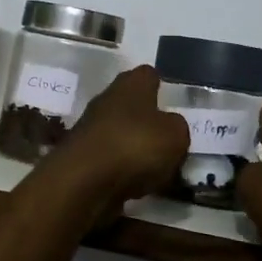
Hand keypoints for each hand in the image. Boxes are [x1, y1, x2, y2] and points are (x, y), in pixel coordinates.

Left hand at [40, 66, 189, 217]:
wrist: (84, 181)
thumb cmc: (135, 145)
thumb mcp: (176, 135)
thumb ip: (178, 127)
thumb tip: (171, 127)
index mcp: (131, 84)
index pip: (149, 74)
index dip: (163, 86)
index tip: (175, 102)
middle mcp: (108, 99)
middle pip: (134, 105)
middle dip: (150, 121)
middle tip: (172, 140)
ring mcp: (92, 129)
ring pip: (123, 134)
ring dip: (138, 148)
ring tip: (160, 169)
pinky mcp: (83, 157)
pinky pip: (112, 160)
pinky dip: (125, 171)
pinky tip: (139, 186)